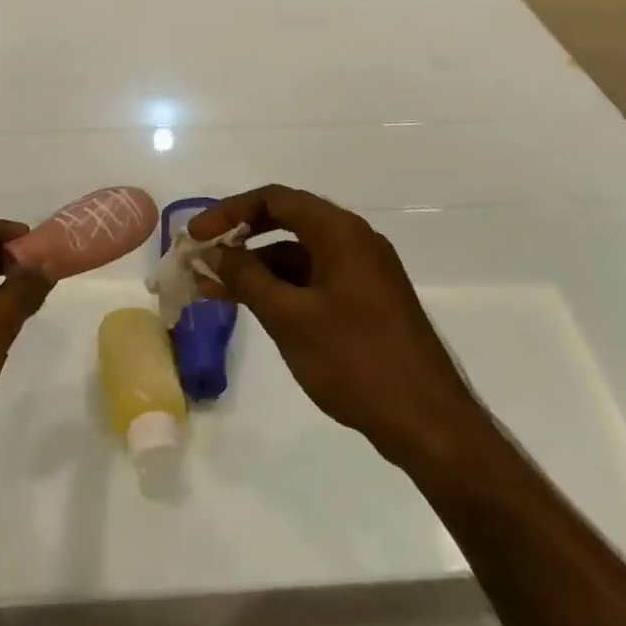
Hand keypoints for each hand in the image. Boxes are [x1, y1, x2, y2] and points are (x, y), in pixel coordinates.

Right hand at [188, 186, 478, 465]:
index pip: (274, 199)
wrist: (430, 425)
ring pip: (297, 255)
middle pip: (285, 221)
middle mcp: (353, 241)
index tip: (196, 236)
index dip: (229, 212)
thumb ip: (246, 278)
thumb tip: (212, 253)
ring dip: (256, 267)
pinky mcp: (365, 302)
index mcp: (340, 232)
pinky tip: (252, 307)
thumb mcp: (290, 318)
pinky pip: (313, 279)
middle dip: (239, 237)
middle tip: (201, 256)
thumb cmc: (357, 362)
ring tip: (212, 289)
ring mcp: (362, 272)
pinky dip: (280, 287)